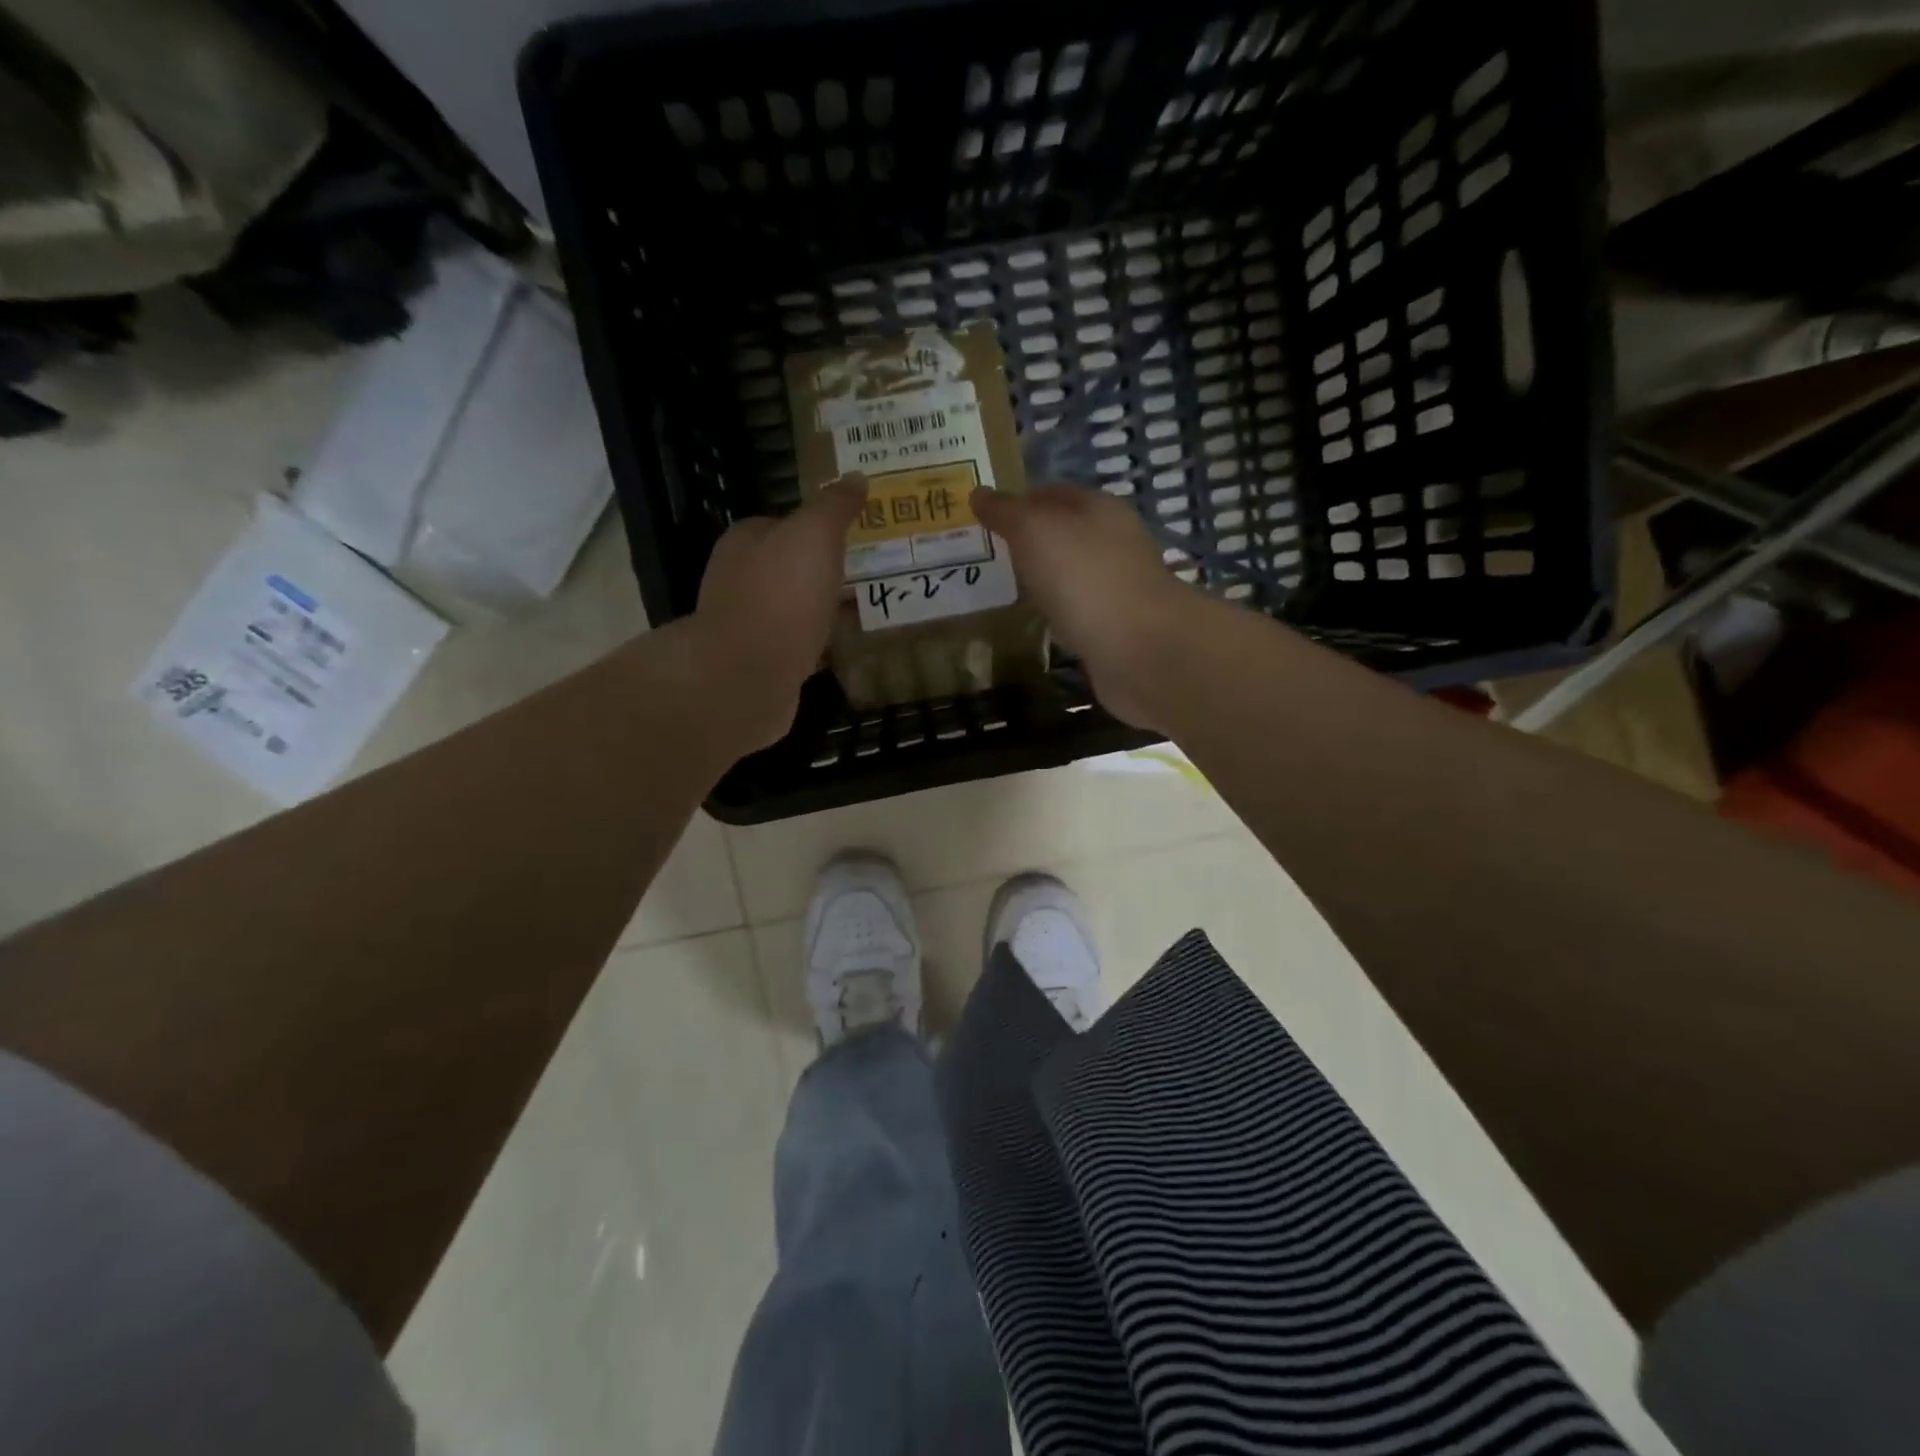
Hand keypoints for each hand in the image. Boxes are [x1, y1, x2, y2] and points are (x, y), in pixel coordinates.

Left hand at [691, 476, 866, 750]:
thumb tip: (856, 476)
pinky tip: (847, 649)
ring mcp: (749, 626)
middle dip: (825, 569)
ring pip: (796, 608)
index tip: (857, 534)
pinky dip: (822, 646)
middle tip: (870, 572)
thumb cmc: (780, 597)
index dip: (820, 526)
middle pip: (790, 567)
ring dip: (825, 609)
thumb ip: (834, 506)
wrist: (745, 678)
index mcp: (746, 542)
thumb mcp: (813, 536)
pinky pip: (800, 646)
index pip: (784, 523)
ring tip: (867, 610)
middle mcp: (740, 580)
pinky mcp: (762, 665)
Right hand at [972, 485, 1211, 731]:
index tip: (983, 517)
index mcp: (1099, 508)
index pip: (1052, 493)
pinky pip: (1079, 612)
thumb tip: (979, 493)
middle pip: (1066, 534)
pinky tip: (1040, 622)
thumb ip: (1006, 512)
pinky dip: (1059, 613)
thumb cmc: (1084, 577)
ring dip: (1046, 579)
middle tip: (989, 555)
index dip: (1018, 500)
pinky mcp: (1118, 628)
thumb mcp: (1035, 531)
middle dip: (1030, 542)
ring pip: (1073, 574)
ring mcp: (1119, 587)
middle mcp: (1114, 542)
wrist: (1140, 648)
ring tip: (1007, 589)